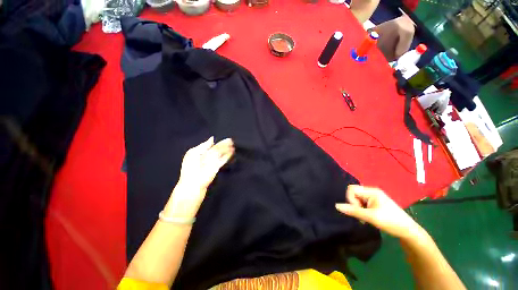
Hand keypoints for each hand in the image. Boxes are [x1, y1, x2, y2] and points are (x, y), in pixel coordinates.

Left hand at [164, 137, 234, 218]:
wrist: (193, 184)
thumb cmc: (190, 168)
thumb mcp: (193, 153)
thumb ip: (203, 146)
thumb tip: (212, 139)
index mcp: (200, 152)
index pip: (211, 145)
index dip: (218, 142)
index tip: (225, 139)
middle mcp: (207, 156)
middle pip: (217, 148)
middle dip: (224, 144)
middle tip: (231, 140)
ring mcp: (213, 162)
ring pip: (221, 153)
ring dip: (227, 149)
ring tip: (233, 144)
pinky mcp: (217, 167)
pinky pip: (223, 160)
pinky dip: (227, 156)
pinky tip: (232, 152)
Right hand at [336, 185, 423, 240]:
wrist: (408, 231)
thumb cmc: (391, 222)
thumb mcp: (371, 217)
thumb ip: (353, 211)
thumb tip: (336, 206)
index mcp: (372, 191)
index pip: (352, 189)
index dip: (350, 199)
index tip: (357, 210)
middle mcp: (372, 191)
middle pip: (354, 193)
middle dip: (354, 204)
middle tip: (362, 215)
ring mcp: (374, 197)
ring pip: (357, 198)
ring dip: (358, 208)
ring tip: (365, 217)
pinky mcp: (376, 203)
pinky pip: (362, 202)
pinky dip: (362, 209)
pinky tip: (368, 217)